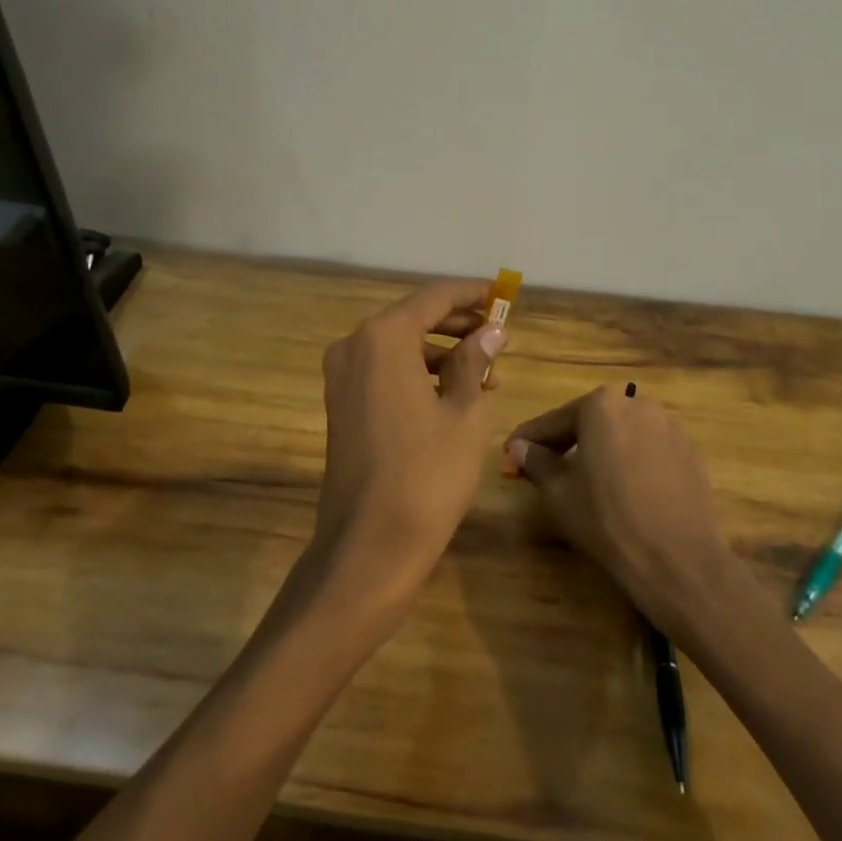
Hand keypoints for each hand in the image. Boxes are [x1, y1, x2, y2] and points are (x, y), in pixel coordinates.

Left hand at [313, 279, 507, 596]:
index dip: (469, 295)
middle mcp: (354, 346)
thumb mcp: (464, 413)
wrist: (369, 546)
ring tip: (485, 370)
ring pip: (398, 346)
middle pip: (413, 318)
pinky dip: (417, 373)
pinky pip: (384, 371)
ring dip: (440, 351)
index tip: (500, 294)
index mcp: (383, 338)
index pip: (433, 298)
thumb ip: (474, 362)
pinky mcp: (341, 404)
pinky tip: (452, 392)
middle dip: (457, 324)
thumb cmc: (427, 474)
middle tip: (498, 332)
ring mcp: (341, 377)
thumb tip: (490, 332)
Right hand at [505, 387, 739, 635]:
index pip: (555, 421)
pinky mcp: (690, 452)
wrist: (677, 559)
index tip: (511, 452)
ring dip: (602, 450)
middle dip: (567, 441)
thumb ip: (536, 461)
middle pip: (592, 421)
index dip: (530, 439)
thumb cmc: (607, 519)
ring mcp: (669, 426)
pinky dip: (632, 462)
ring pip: (623, 434)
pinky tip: (625, 490)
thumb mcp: (559, 492)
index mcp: (601, 405)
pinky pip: (649, 450)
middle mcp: (637, 404)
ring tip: (586, 480)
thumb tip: (519, 447)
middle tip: (545, 465)